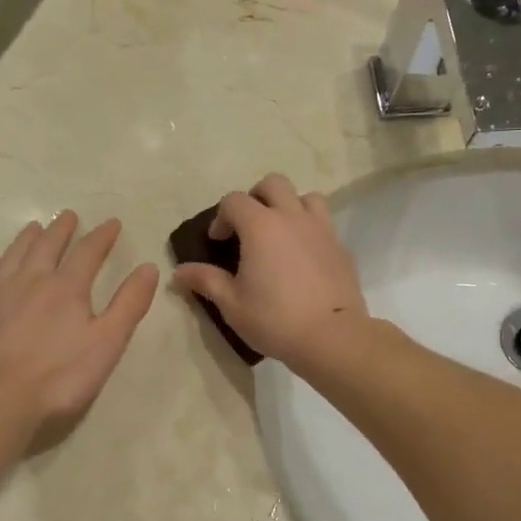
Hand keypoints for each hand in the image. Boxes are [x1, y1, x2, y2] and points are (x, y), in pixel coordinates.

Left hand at [0, 211, 158, 440]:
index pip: (88, 252)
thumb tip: (149, 267)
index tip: (112, 223)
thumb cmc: (58, 376)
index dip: (102, 236)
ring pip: (16, 253)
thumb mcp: (107, 343)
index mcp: (67, 287)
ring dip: (28, 238)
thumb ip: (129, 304)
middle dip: (61, 229)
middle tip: (69, 215)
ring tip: (34, 227)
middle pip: (48, 245)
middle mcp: (32, 279)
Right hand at [171, 174, 368, 370]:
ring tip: (281, 233)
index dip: (222, 217)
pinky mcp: (341, 247)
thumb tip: (179, 272)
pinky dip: (310, 231)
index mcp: (260, 226)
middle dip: (256, 197)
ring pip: (306, 197)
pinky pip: (324, 224)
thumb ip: (206, 281)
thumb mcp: (232, 304)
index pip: (234, 200)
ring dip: (290, 206)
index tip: (218, 242)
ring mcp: (322, 229)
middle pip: (273, 184)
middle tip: (249, 226)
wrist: (332, 336)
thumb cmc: (275, 319)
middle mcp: (292, 217)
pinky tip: (304, 259)